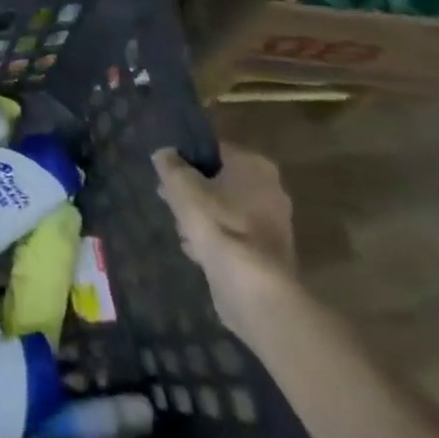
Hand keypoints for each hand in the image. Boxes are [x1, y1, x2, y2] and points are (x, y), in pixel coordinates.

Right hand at [153, 146, 294, 344]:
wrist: (252, 287)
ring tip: (181, 230)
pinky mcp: (269, 256)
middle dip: (192, 192)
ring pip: (225, 211)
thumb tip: (165, 154)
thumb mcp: (181, 185)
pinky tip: (196, 252)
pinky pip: (234, 237)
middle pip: (220, 182)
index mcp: (255, 165)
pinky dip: (216, 241)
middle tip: (168, 200)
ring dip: (201, 218)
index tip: (167, 173)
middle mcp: (271, 190)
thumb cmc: (217, 223)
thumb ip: (170, 164)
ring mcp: (273, 225)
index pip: (214, 150)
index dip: (186, 158)